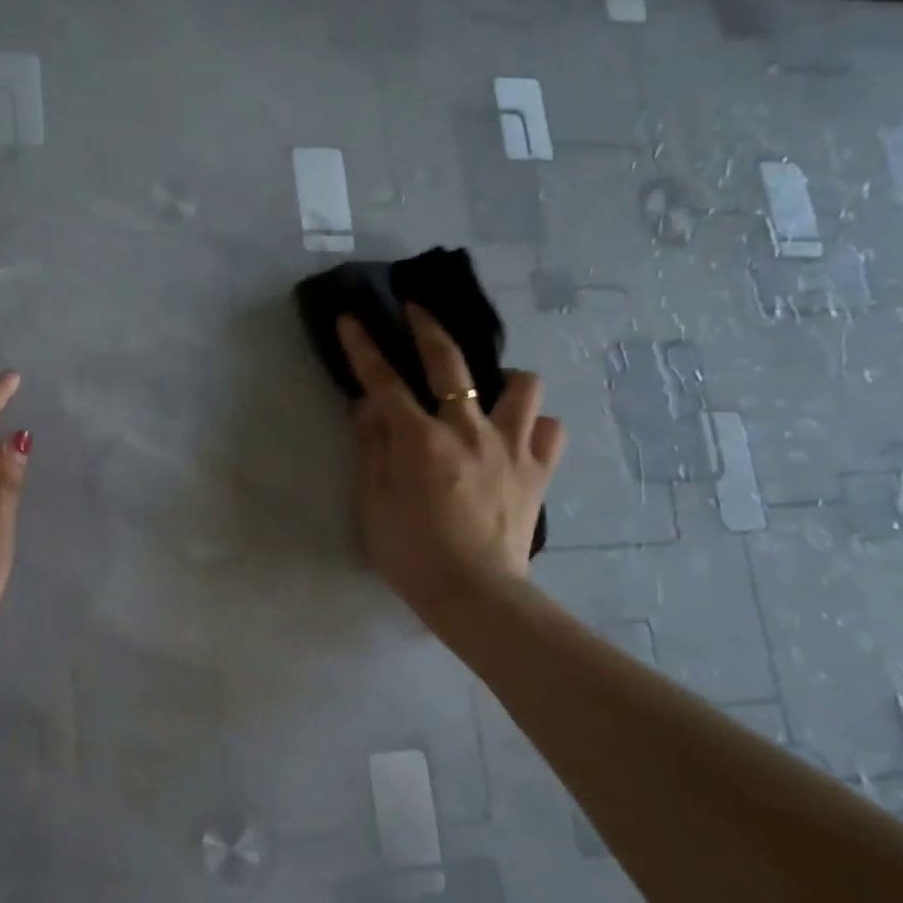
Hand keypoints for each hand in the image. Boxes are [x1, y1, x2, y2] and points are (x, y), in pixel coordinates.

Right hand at [337, 306, 565, 618]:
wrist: (473, 593)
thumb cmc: (411, 553)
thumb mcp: (372, 503)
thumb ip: (371, 448)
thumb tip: (369, 405)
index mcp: (420, 441)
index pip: (384, 380)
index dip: (365, 347)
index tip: (353, 317)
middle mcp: (468, 430)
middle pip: (450, 361)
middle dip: (427, 327)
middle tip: (415, 309)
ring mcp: (511, 446)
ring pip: (521, 383)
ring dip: (500, 380)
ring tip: (486, 396)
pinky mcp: (538, 469)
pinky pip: (550, 429)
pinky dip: (534, 425)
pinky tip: (517, 437)